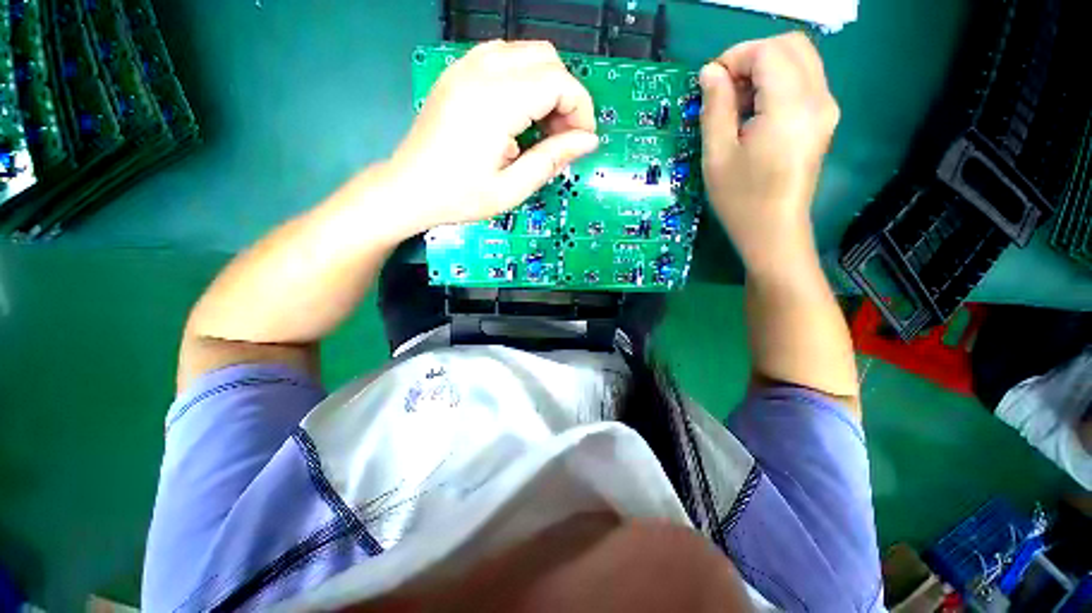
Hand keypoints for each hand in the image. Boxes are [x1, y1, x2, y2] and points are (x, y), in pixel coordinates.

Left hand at [389, 40, 598, 232]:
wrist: (408, 189)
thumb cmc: (459, 197)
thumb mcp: (511, 189)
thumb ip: (552, 159)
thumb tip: (588, 140)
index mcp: (496, 103)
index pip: (558, 82)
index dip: (580, 110)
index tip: (581, 142)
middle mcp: (481, 72)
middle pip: (547, 59)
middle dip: (566, 96)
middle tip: (561, 138)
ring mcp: (465, 67)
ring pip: (526, 53)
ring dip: (546, 86)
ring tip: (541, 128)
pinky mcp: (457, 73)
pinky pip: (502, 56)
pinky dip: (523, 79)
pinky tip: (518, 113)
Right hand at [699, 32, 838, 274]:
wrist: (774, 231)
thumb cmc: (740, 199)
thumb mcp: (717, 155)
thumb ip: (715, 107)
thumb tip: (710, 73)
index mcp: (790, 107)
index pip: (768, 52)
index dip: (734, 57)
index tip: (709, 83)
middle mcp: (818, 99)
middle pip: (790, 46)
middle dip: (751, 57)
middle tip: (724, 89)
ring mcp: (826, 108)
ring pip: (799, 59)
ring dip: (764, 69)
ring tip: (737, 103)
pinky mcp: (824, 119)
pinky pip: (803, 80)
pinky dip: (777, 83)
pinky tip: (755, 113)